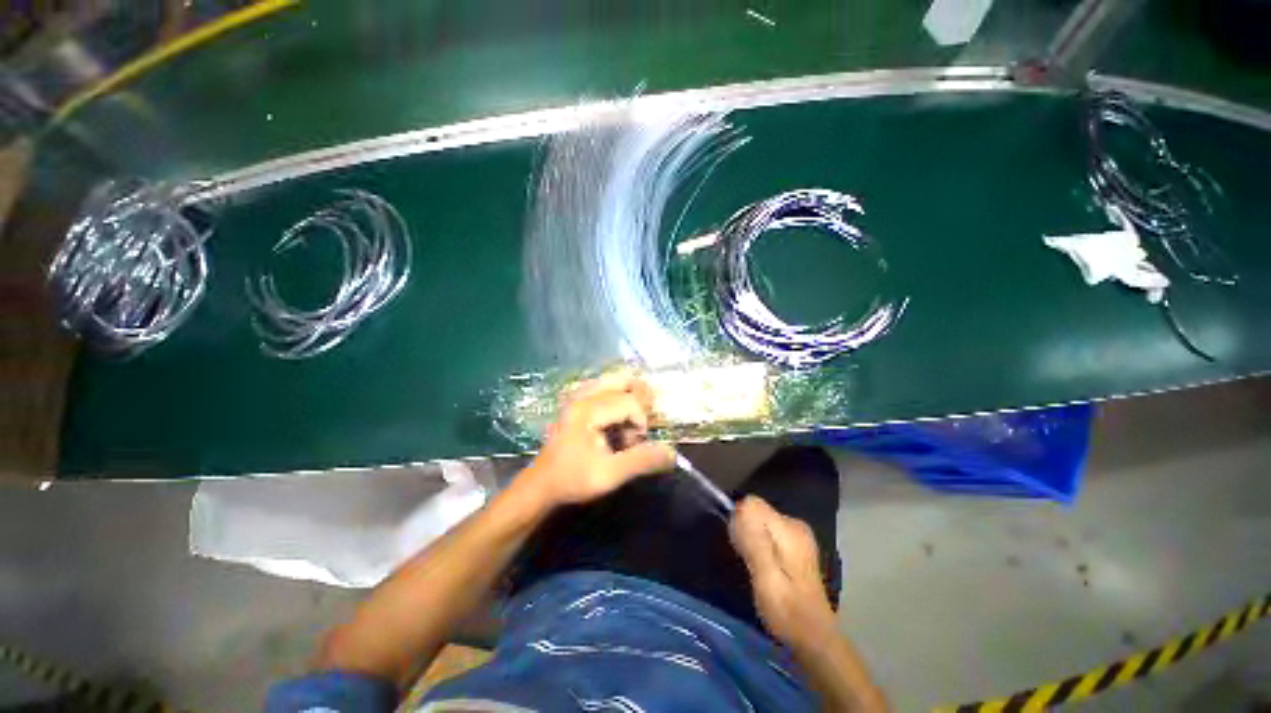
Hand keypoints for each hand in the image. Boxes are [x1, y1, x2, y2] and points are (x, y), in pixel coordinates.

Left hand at [521, 371, 674, 508]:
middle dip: (637, 400)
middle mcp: (583, 395)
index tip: (635, 444)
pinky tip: (614, 420)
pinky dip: (615, 397)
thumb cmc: (572, 480)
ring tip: (628, 422)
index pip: (629, 401)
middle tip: (638, 424)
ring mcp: (577, 397)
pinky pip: (602, 387)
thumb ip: (641, 461)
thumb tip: (672, 453)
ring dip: (627, 397)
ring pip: (611, 380)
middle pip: (621, 379)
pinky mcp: (575, 403)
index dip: (641, 422)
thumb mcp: (609, 475)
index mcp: (588, 409)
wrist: (540, 486)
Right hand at [729, 496, 836, 650]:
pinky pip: (766, 533)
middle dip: (744, 530)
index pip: (752, 503)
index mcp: (789, 528)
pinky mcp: (795, 547)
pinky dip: (759, 545)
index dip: (739, 521)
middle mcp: (795, 525)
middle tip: (748, 562)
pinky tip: (763, 568)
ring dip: (751, 539)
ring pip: (759, 522)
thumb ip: (755, 540)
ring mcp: (797, 536)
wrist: (814, 639)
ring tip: (755, 567)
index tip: (741, 548)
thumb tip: (742, 506)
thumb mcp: (766, 577)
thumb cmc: (787, 610)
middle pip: (756, 511)